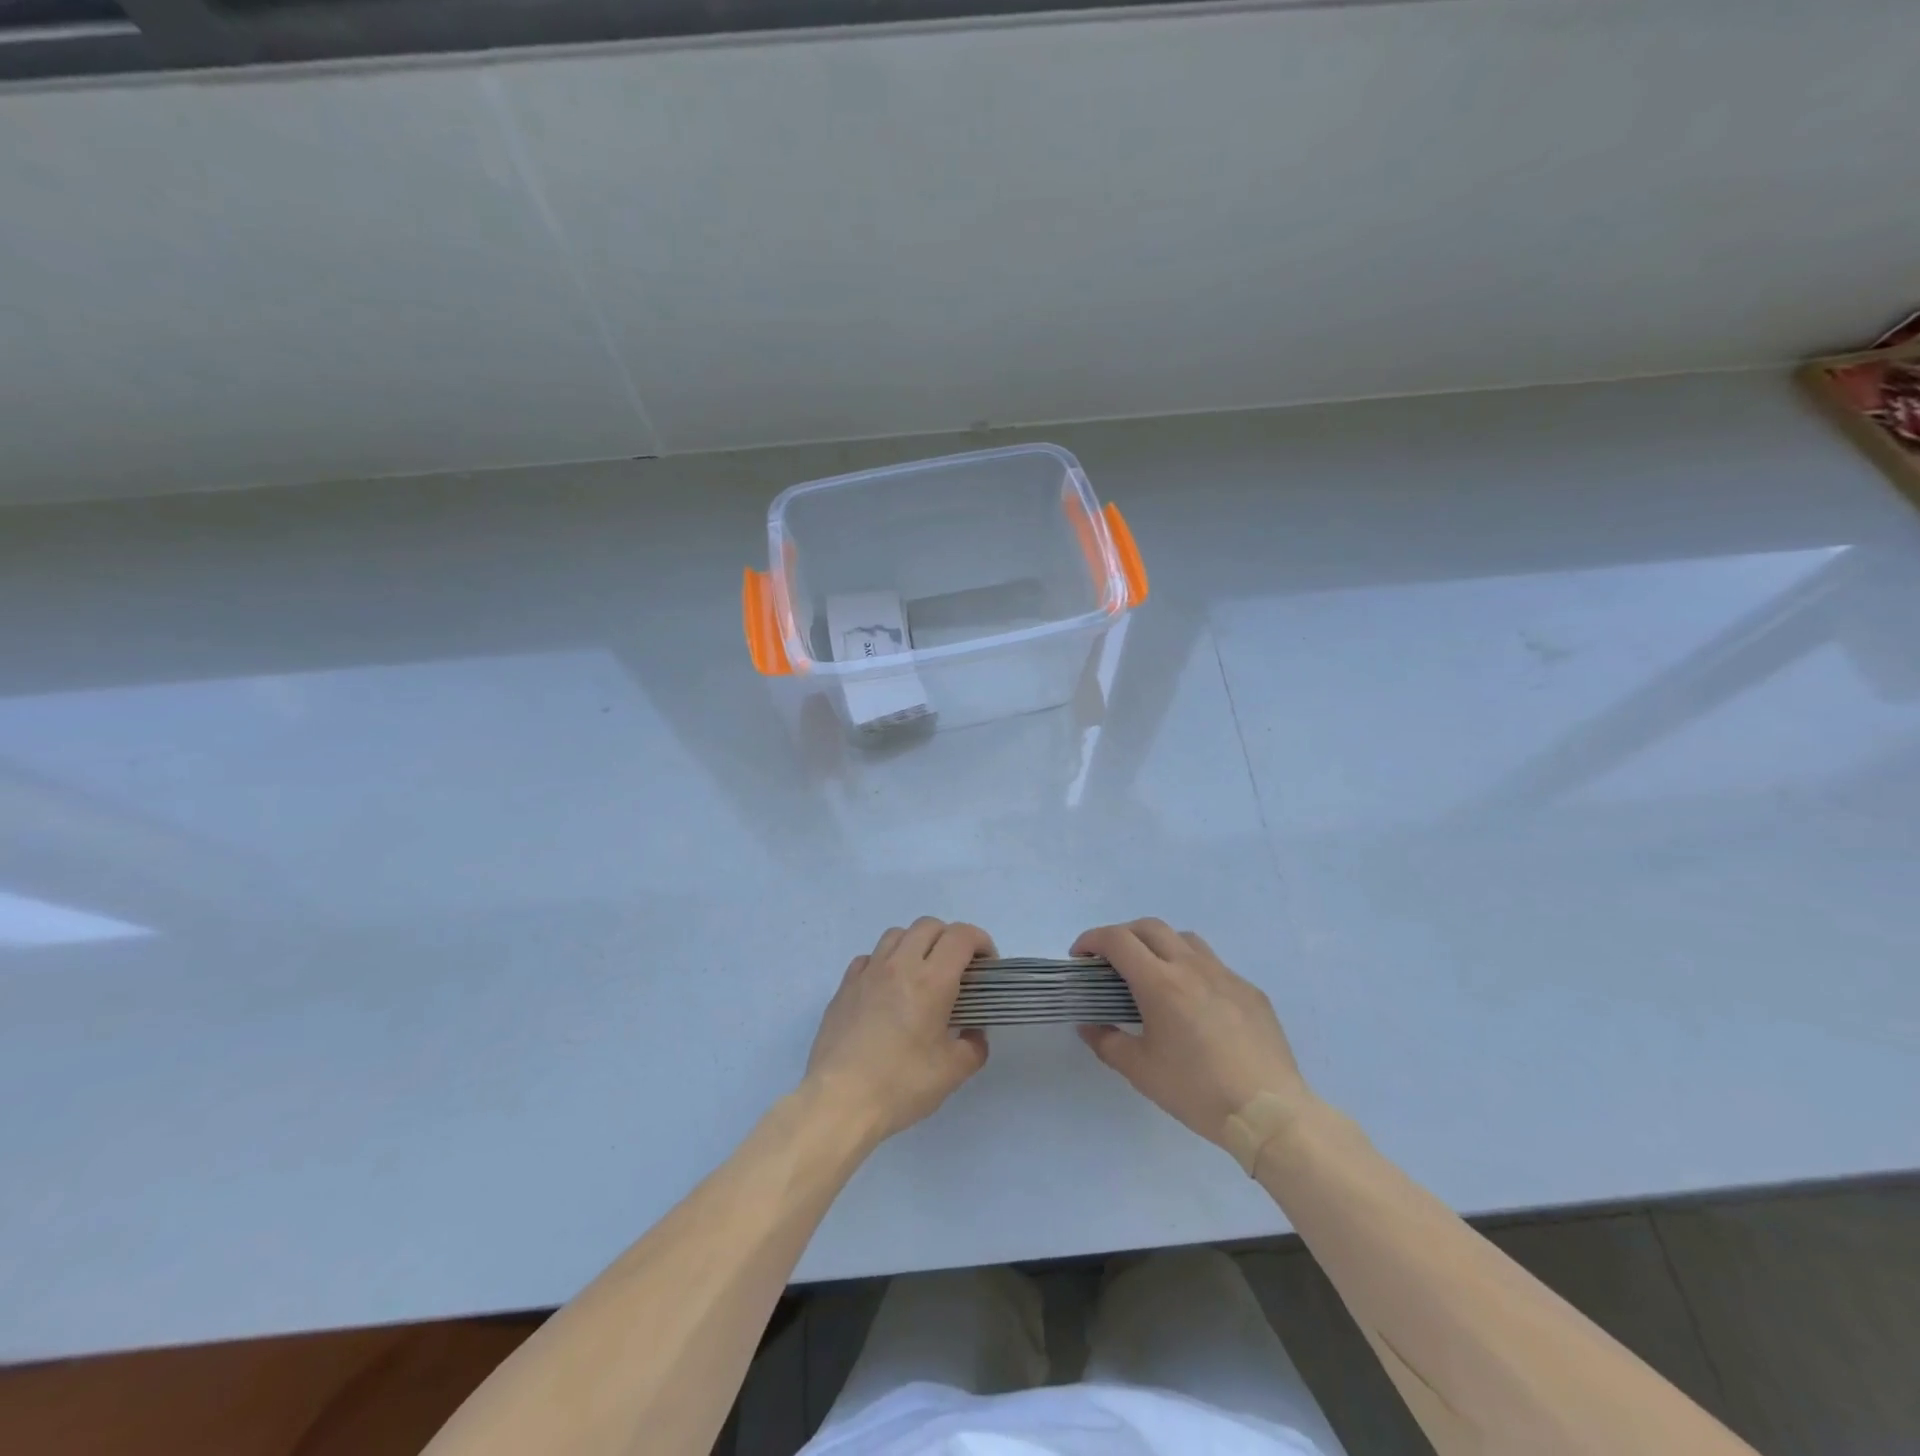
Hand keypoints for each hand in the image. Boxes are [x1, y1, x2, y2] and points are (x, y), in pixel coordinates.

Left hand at [803, 918, 995, 1140]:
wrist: (839, 1101)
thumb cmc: (900, 1084)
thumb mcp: (952, 1072)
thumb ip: (973, 1046)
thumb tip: (973, 1033)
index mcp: (931, 981)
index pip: (961, 936)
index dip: (980, 942)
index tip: (986, 967)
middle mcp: (899, 965)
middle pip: (929, 926)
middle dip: (950, 939)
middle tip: (958, 970)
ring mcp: (868, 972)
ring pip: (897, 934)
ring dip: (916, 944)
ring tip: (921, 975)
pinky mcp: (844, 986)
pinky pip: (869, 957)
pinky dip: (885, 962)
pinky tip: (887, 990)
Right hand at [1074, 919, 1312, 1146]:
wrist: (1270, 1114)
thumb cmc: (1197, 1091)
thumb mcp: (1141, 1072)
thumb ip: (1107, 1042)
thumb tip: (1088, 1025)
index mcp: (1160, 983)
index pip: (1117, 940)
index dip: (1092, 940)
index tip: (1080, 957)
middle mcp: (1192, 967)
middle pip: (1149, 927)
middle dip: (1122, 936)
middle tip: (1110, 962)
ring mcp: (1225, 975)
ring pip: (1184, 939)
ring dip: (1159, 945)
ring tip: (1152, 974)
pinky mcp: (1250, 991)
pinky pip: (1214, 966)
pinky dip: (1192, 970)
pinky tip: (1194, 1004)